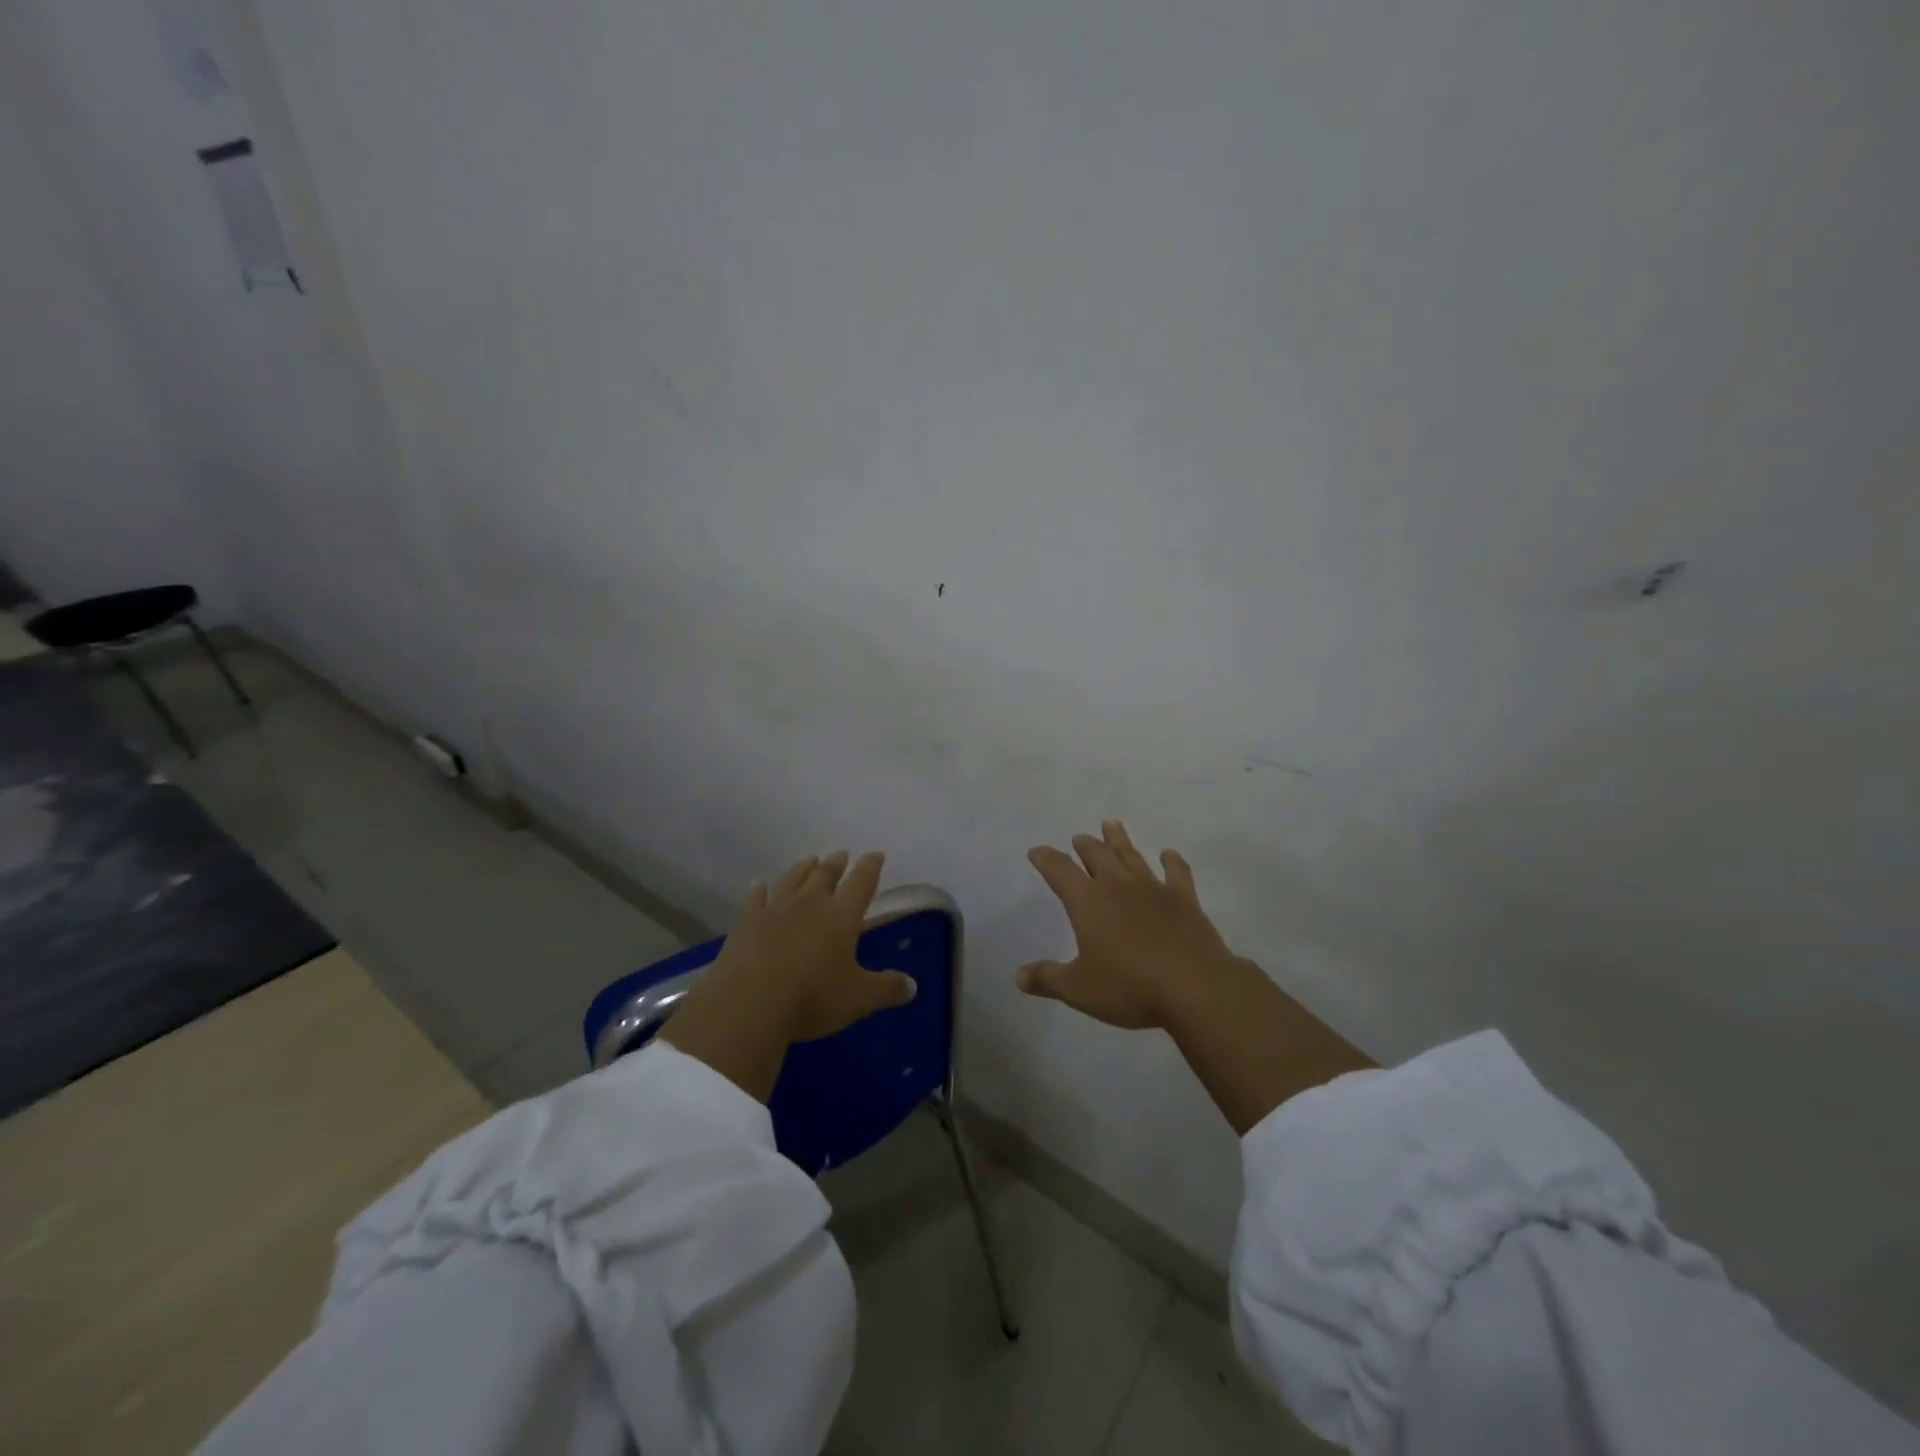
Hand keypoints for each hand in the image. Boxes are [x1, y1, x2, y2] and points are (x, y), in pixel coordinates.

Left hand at [661, 850, 914, 1101]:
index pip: (861, 882)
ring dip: (803, 867)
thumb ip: (887, 989)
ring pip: (792, 878)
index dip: (870, 867)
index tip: (875, 854)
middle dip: (836, 863)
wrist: (750, 1002)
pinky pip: (756, 898)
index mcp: (841, 916)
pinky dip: (760, 889)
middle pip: (825, 873)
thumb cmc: (812, 997)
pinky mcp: (747, 921)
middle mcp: (810, 903)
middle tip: (841, 854)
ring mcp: (775, 908)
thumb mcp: (858, 999)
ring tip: (810, 860)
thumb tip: (912, 986)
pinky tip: (759, 885)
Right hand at [1018, 819, 1241, 1029]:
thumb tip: (1018, 976)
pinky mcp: (1184, 900)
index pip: (1059, 871)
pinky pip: (1177, 872)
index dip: (1046, 859)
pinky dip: (1172, 861)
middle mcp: (1118, 886)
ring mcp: (1154, 889)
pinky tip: (1168, 855)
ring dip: (1119, 839)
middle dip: (1084, 845)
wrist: (1194, 988)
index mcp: (1088, 902)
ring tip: (1111, 824)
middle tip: (1079, 838)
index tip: (1036, 851)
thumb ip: (1047, 979)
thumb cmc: (1129, 987)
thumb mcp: (1079, 990)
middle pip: (1097, 855)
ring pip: (1131, 855)